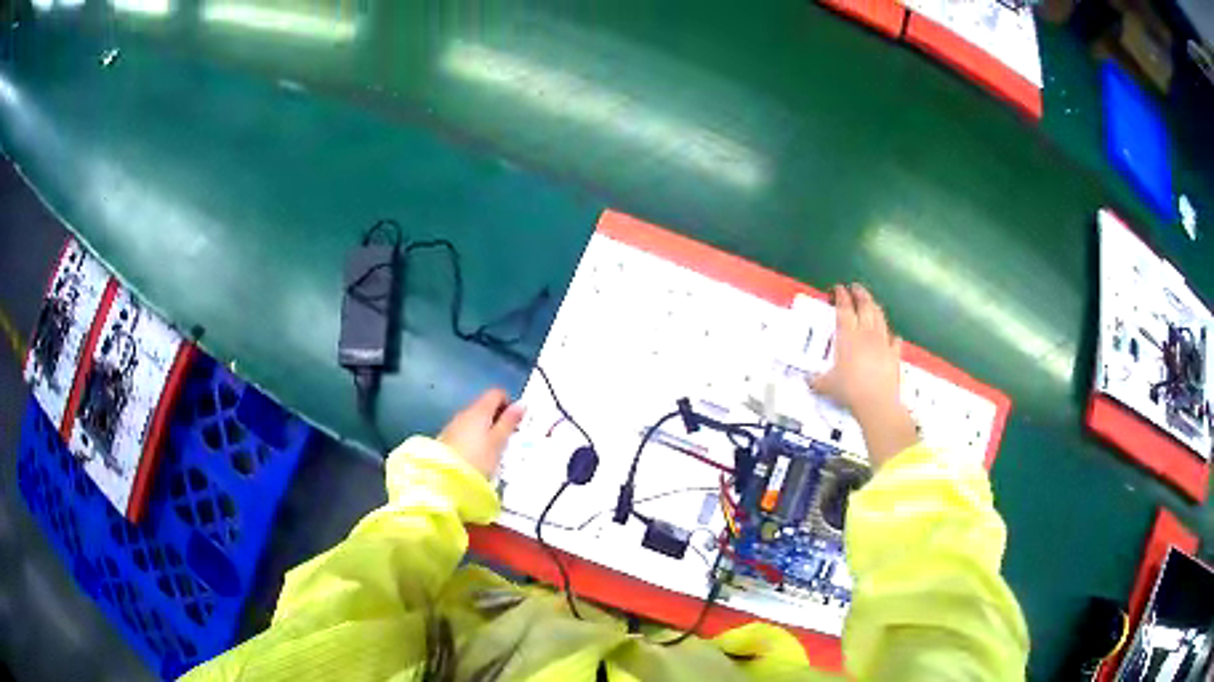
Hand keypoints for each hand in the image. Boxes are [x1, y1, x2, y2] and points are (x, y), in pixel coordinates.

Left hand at [438, 389, 524, 478]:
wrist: (444, 476)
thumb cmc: (477, 459)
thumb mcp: (499, 442)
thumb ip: (509, 422)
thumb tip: (520, 405)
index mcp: (480, 409)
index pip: (497, 393)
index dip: (509, 404)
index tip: (515, 422)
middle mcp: (465, 412)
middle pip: (485, 406)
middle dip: (498, 419)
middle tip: (507, 438)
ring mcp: (453, 424)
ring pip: (474, 420)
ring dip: (486, 430)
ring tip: (494, 450)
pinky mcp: (446, 438)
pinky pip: (465, 431)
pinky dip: (474, 438)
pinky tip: (478, 455)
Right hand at [809, 284, 916, 468]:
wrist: (876, 401)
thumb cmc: (849, 390)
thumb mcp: (827, 385)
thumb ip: (817, 381)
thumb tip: (809, 381)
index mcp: (848, 336)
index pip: (844, 309)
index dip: (841, 296)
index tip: (840, 288)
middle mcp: (866, 334)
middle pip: (865, 307)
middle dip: (860, 294)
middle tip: (857, 287)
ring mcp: (882, 342)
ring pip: (880, 318)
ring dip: (875, 307)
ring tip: (872, 302)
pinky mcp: (894, 354)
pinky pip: (894, 340)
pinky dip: (892, 336)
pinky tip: (893, 335)